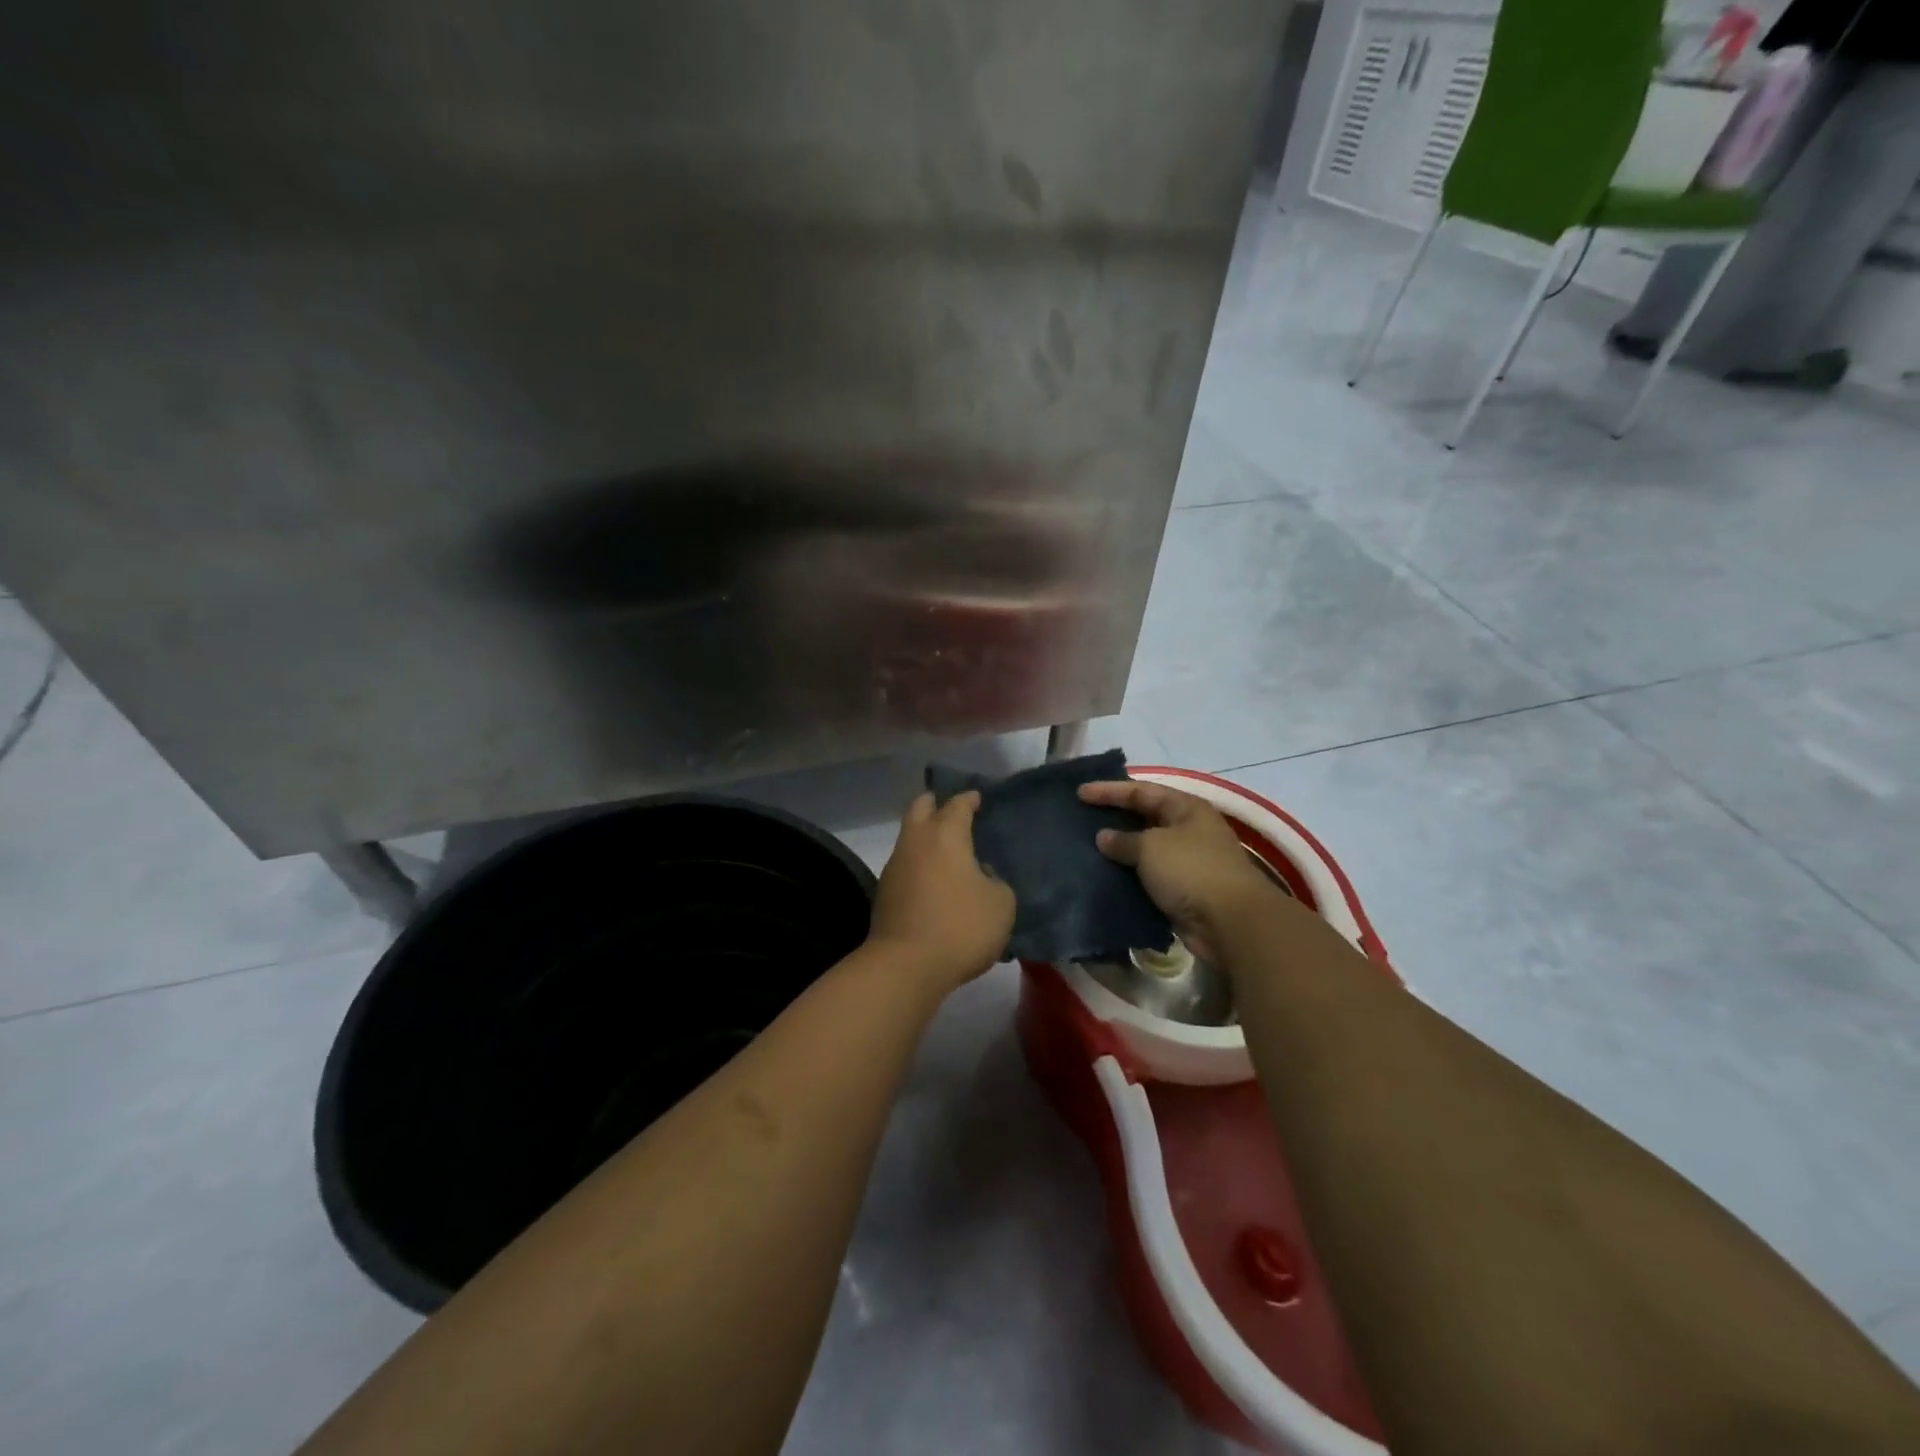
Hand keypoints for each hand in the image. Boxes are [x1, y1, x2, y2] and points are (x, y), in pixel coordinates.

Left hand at [867, 791, 1016, 996]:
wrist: (905, 966)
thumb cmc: (960, 927)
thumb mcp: (1001, 904)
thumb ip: (995, 881)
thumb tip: (979, 875)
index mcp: (946, 835)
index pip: (958, 805)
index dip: (969, 799)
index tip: (978, 798)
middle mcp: (916, 842)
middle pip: (920, 807)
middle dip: (935, 803)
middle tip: (952, 810)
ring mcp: (895, 866)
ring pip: (909, 837)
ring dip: (925, 836)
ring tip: (947, 849)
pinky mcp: (884, 892)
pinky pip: (905, 865)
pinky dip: (919, 863)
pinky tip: (934, 879)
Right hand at [1077, 779, 1275, 961]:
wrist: (1230, 922)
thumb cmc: (1191, 870)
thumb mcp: (1151, 847)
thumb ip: (1123, 840)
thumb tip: (1103, 837)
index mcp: (1186, 808)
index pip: (1141, 791)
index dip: (1109, 790)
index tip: (1079, 793)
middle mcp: (1189, 830)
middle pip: (1145, 817)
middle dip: (1114, 818)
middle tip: (1081, 818)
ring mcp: (1188, 861)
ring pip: (1146, 849)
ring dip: (1119, 850)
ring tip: (1086, 848)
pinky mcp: (1183, 890)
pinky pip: (1149, 876)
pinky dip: (1128, 875)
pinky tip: (1104, 877)